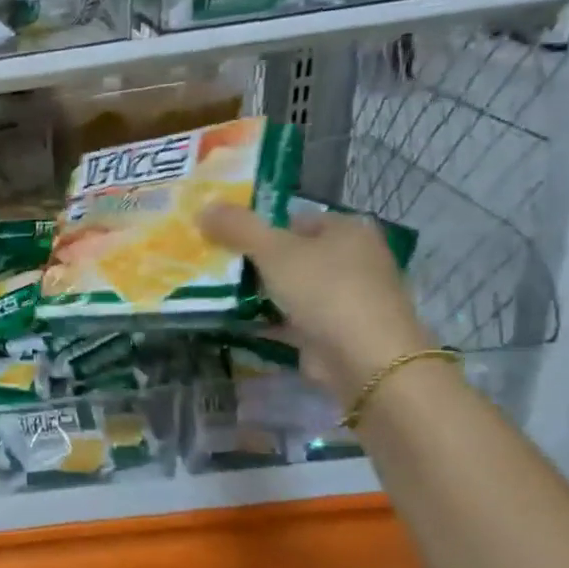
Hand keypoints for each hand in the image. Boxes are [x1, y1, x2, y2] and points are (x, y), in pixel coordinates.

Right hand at [199, 202, 436, 406]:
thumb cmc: (325, 290)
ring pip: (292, 288)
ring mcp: (346, 298)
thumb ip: (238, 227)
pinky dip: (268, 321)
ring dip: (260, 293)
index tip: (225, 241)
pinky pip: (292, 320)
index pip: (295, 220)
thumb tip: (203, 208)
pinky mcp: (334, 332)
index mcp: (348, 230)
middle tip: (216, 267)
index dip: (260, 228)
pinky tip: (235, 322)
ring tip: (216, 293)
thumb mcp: (274, 250)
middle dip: (256, 262)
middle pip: (292, 254)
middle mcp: (353, 260)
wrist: (364, 359)